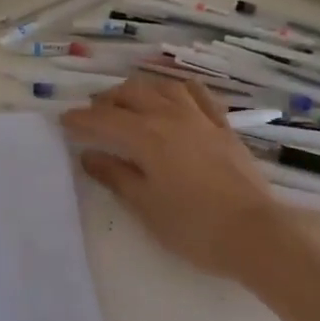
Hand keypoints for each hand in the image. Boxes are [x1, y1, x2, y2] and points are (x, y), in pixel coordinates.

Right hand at [63, 77, 299, 279]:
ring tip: (128, 102)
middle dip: (107, 101)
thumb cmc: (192, 226)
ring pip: (163, 88)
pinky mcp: (224, 127)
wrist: (255, 233)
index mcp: (146, 136)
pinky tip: (174, 95)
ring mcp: (200, 119)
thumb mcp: (145, 205)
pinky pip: (198, 95)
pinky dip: (178, 90)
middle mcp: (170, 117)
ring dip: (140, 90)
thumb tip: (89, 156)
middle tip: (93, 114)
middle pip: (132, 95)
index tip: (64, 121)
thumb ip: (116, 175)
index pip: (104, 120)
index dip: (81, 119)